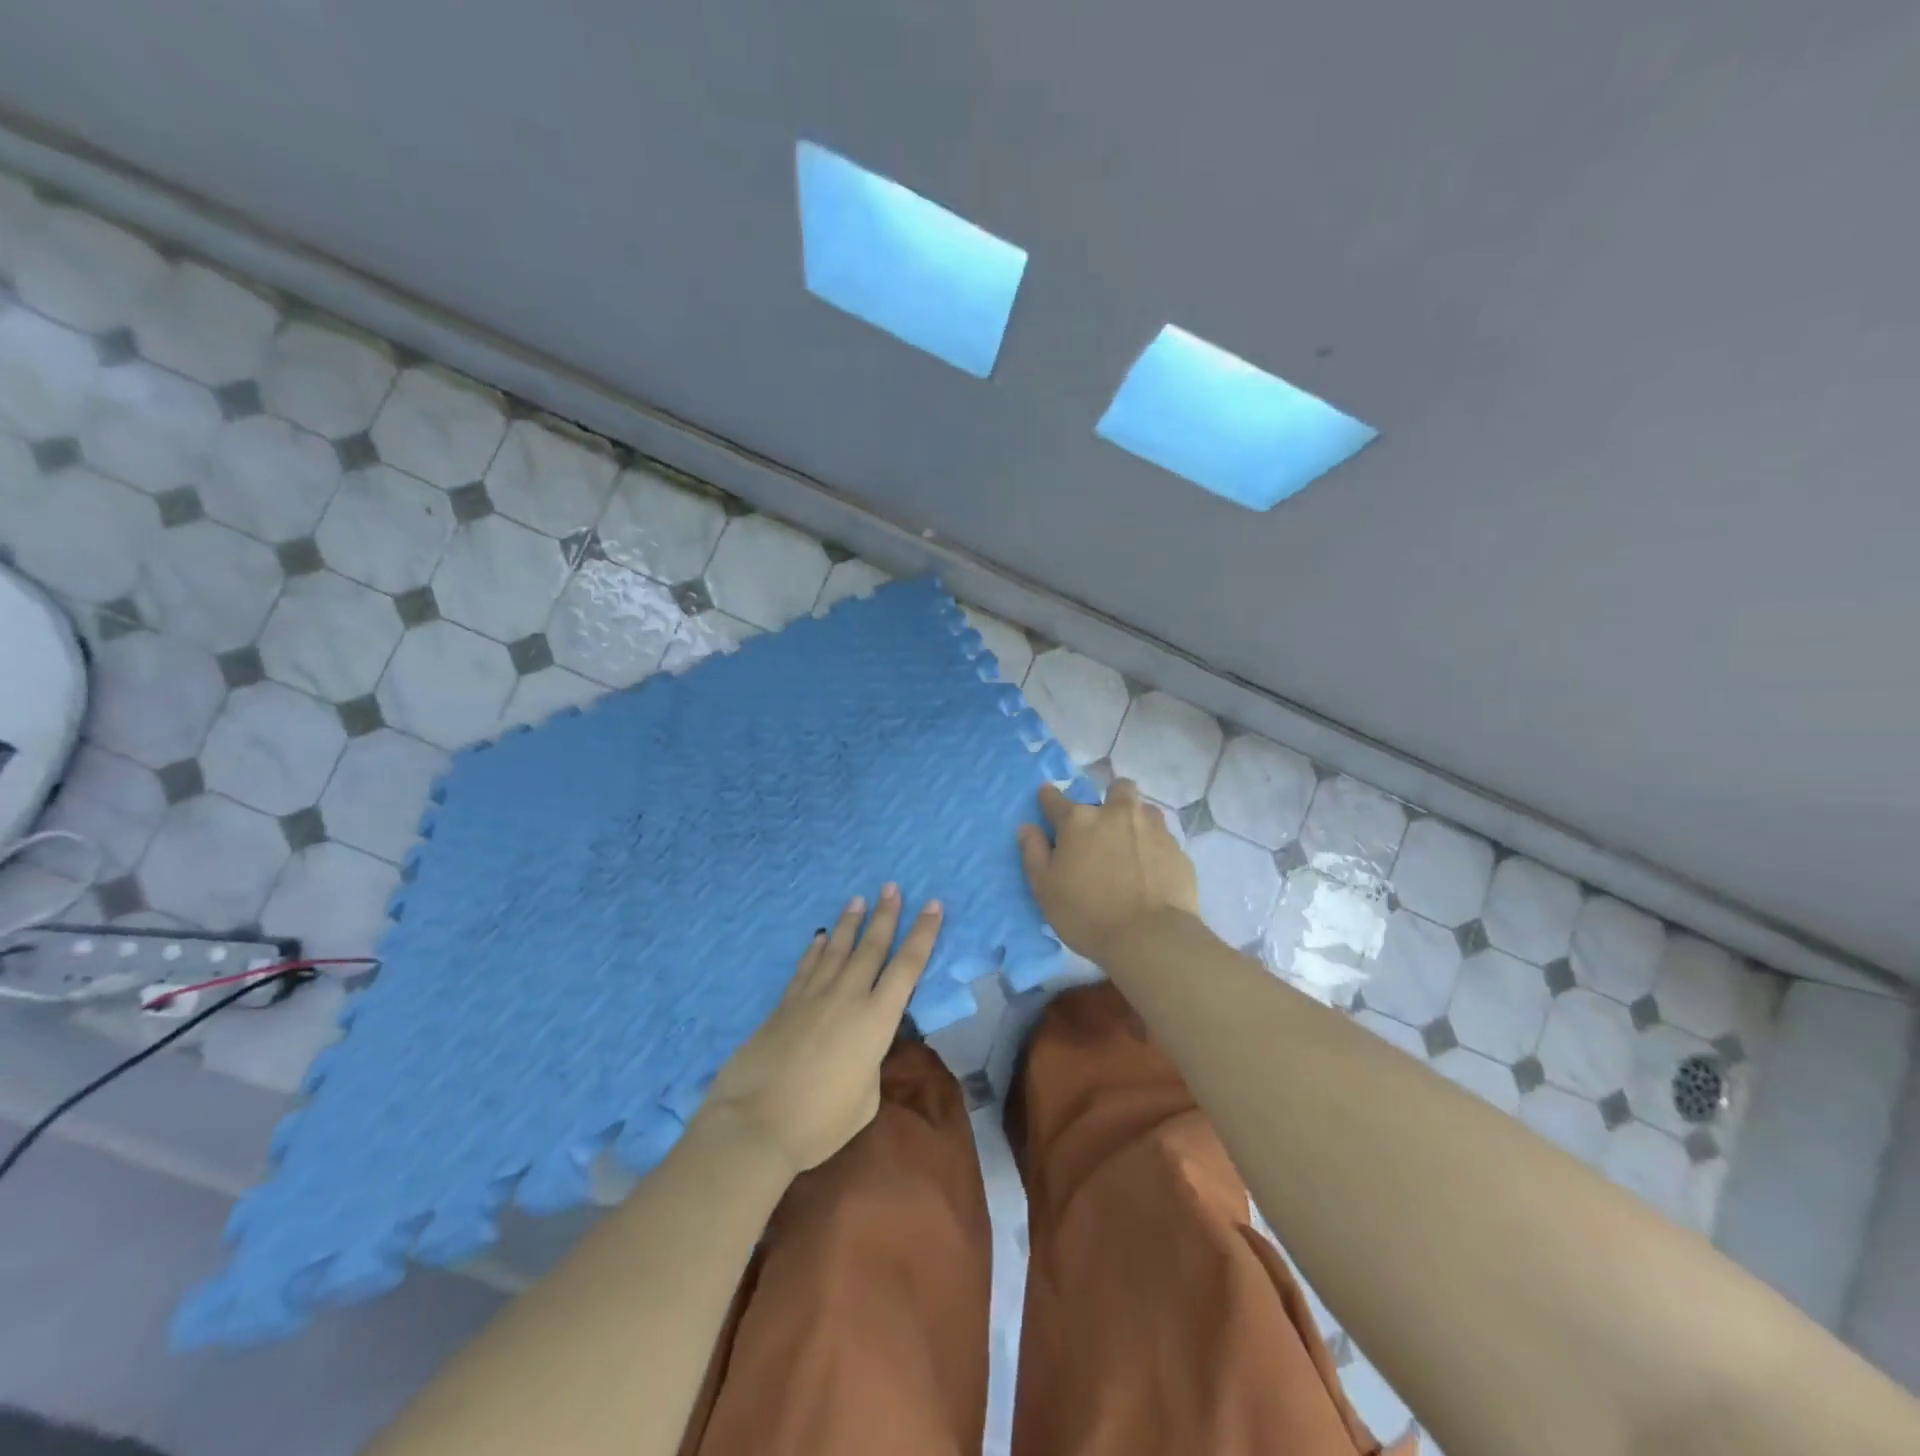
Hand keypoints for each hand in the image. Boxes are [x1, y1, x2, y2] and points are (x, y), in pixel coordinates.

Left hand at [695, 885, 942, 1177]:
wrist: (755, 1124)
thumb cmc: (819, 1122)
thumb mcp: (865, 1100)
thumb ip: (869, 1065)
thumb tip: (859, 1050)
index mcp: (876, 1020)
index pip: (908, 967)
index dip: (924, 934)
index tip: (934, 905)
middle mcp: (847, 997)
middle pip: (872, 947)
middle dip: (886, 915)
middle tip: (891, 886)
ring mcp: (813, 996)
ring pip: (836, 949)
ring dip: (850, 923)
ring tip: (858, 899)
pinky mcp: (784, 1005)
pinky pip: (806, 967)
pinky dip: (815, 949)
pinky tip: (819, 936)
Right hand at [1018, 779, 1199, 962]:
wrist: (1150, 938)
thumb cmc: (1087, 914)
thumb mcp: (1045, 888)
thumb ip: (1034, 853)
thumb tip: (1027, 827)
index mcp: (1080, 820)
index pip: (1055, 799)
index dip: (1049, 798)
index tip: (1047, 800)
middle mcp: (1117, 814)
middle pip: (1117, 788)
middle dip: (1110, 799)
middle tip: (1104, 828)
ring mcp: (1153, 829)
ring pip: (1145, 810)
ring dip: (1136, 822)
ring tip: (1131, 848)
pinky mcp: (1178, 850)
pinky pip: (1164, 839)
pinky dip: (1154, 849)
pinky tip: (1151, 872)